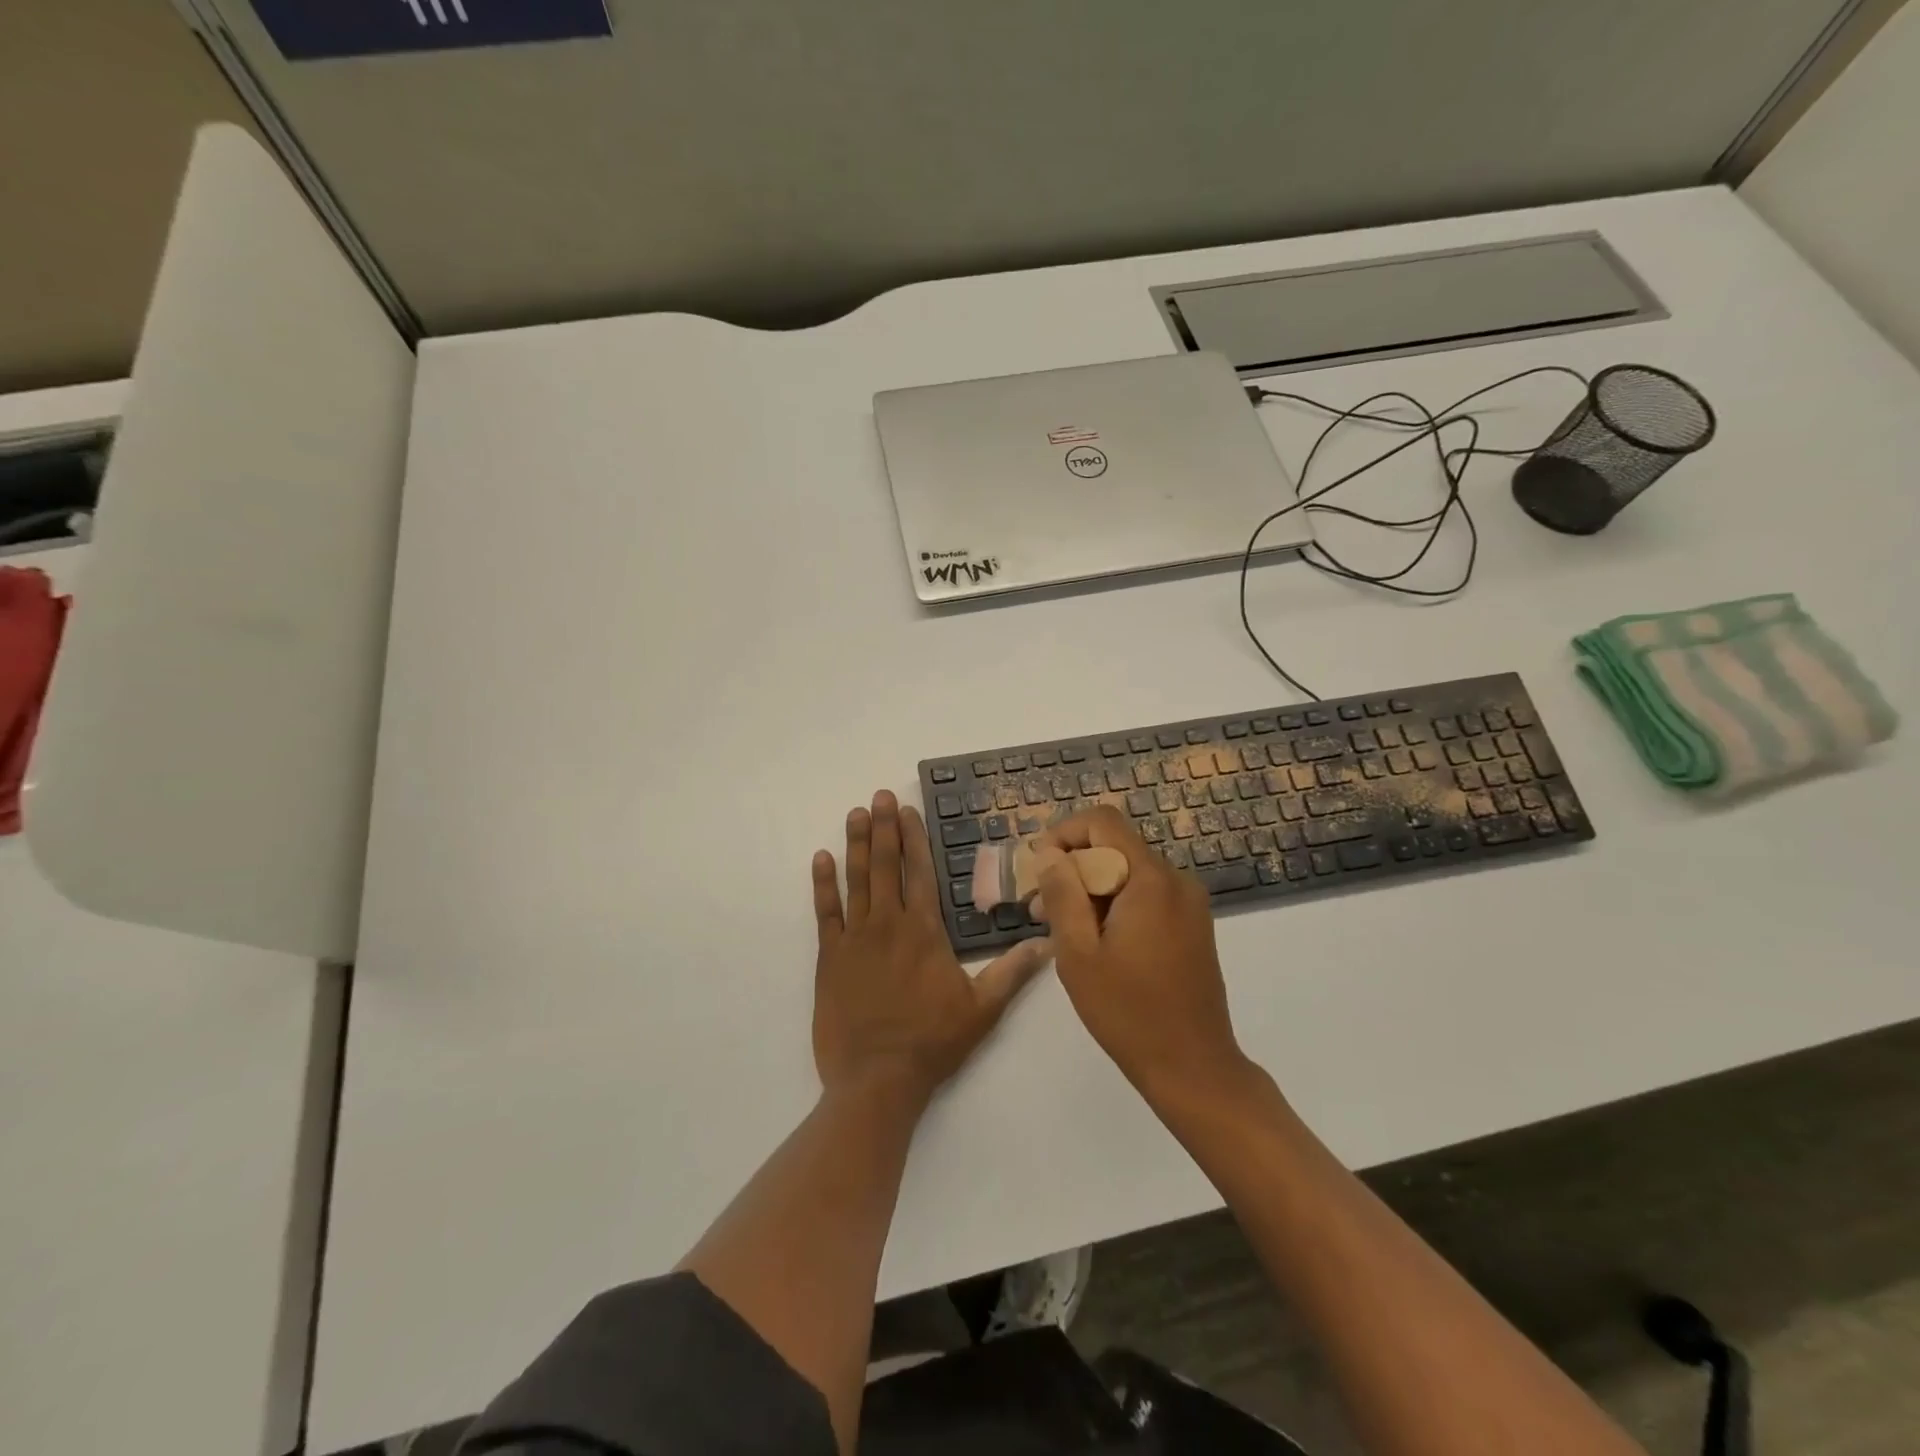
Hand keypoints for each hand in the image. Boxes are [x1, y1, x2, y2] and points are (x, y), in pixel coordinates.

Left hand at [811, 791, 1051, 1110]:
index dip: (914, 838)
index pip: (920, 872)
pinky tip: (821, 857)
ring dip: (857, 844)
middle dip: (885, 828)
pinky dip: (822, 884)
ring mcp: (855, 938)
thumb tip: (1047, 944)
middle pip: (887, 866)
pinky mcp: (829, 957)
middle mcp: (888, 924)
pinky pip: (825, 912)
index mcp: (924, 931)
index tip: (907, 810)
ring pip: (857, 880)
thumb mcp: (983, 1009)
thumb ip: (1012, 972)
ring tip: (856, 813)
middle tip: (879, 796)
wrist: (876, 1079)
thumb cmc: (932, 1043)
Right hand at [1032, 808, 1246, 1098]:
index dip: (1063, 833)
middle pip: (1114, 847)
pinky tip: (1093, 940)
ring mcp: (1188, 902)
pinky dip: (1114, 904)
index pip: (1103, 822)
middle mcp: (1176, 880)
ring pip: (1128, 872)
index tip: (1038, 868)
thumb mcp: (1079, 953)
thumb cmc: (1128, 1012)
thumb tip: (1049, 854)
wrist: (1194, 1067)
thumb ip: (1062, 894)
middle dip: (1072, 868)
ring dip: (1090, 889)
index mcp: (1151, 880)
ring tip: (1059, 927)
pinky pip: (1145, 894)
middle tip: (1038, 907)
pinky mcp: (1191, 924)